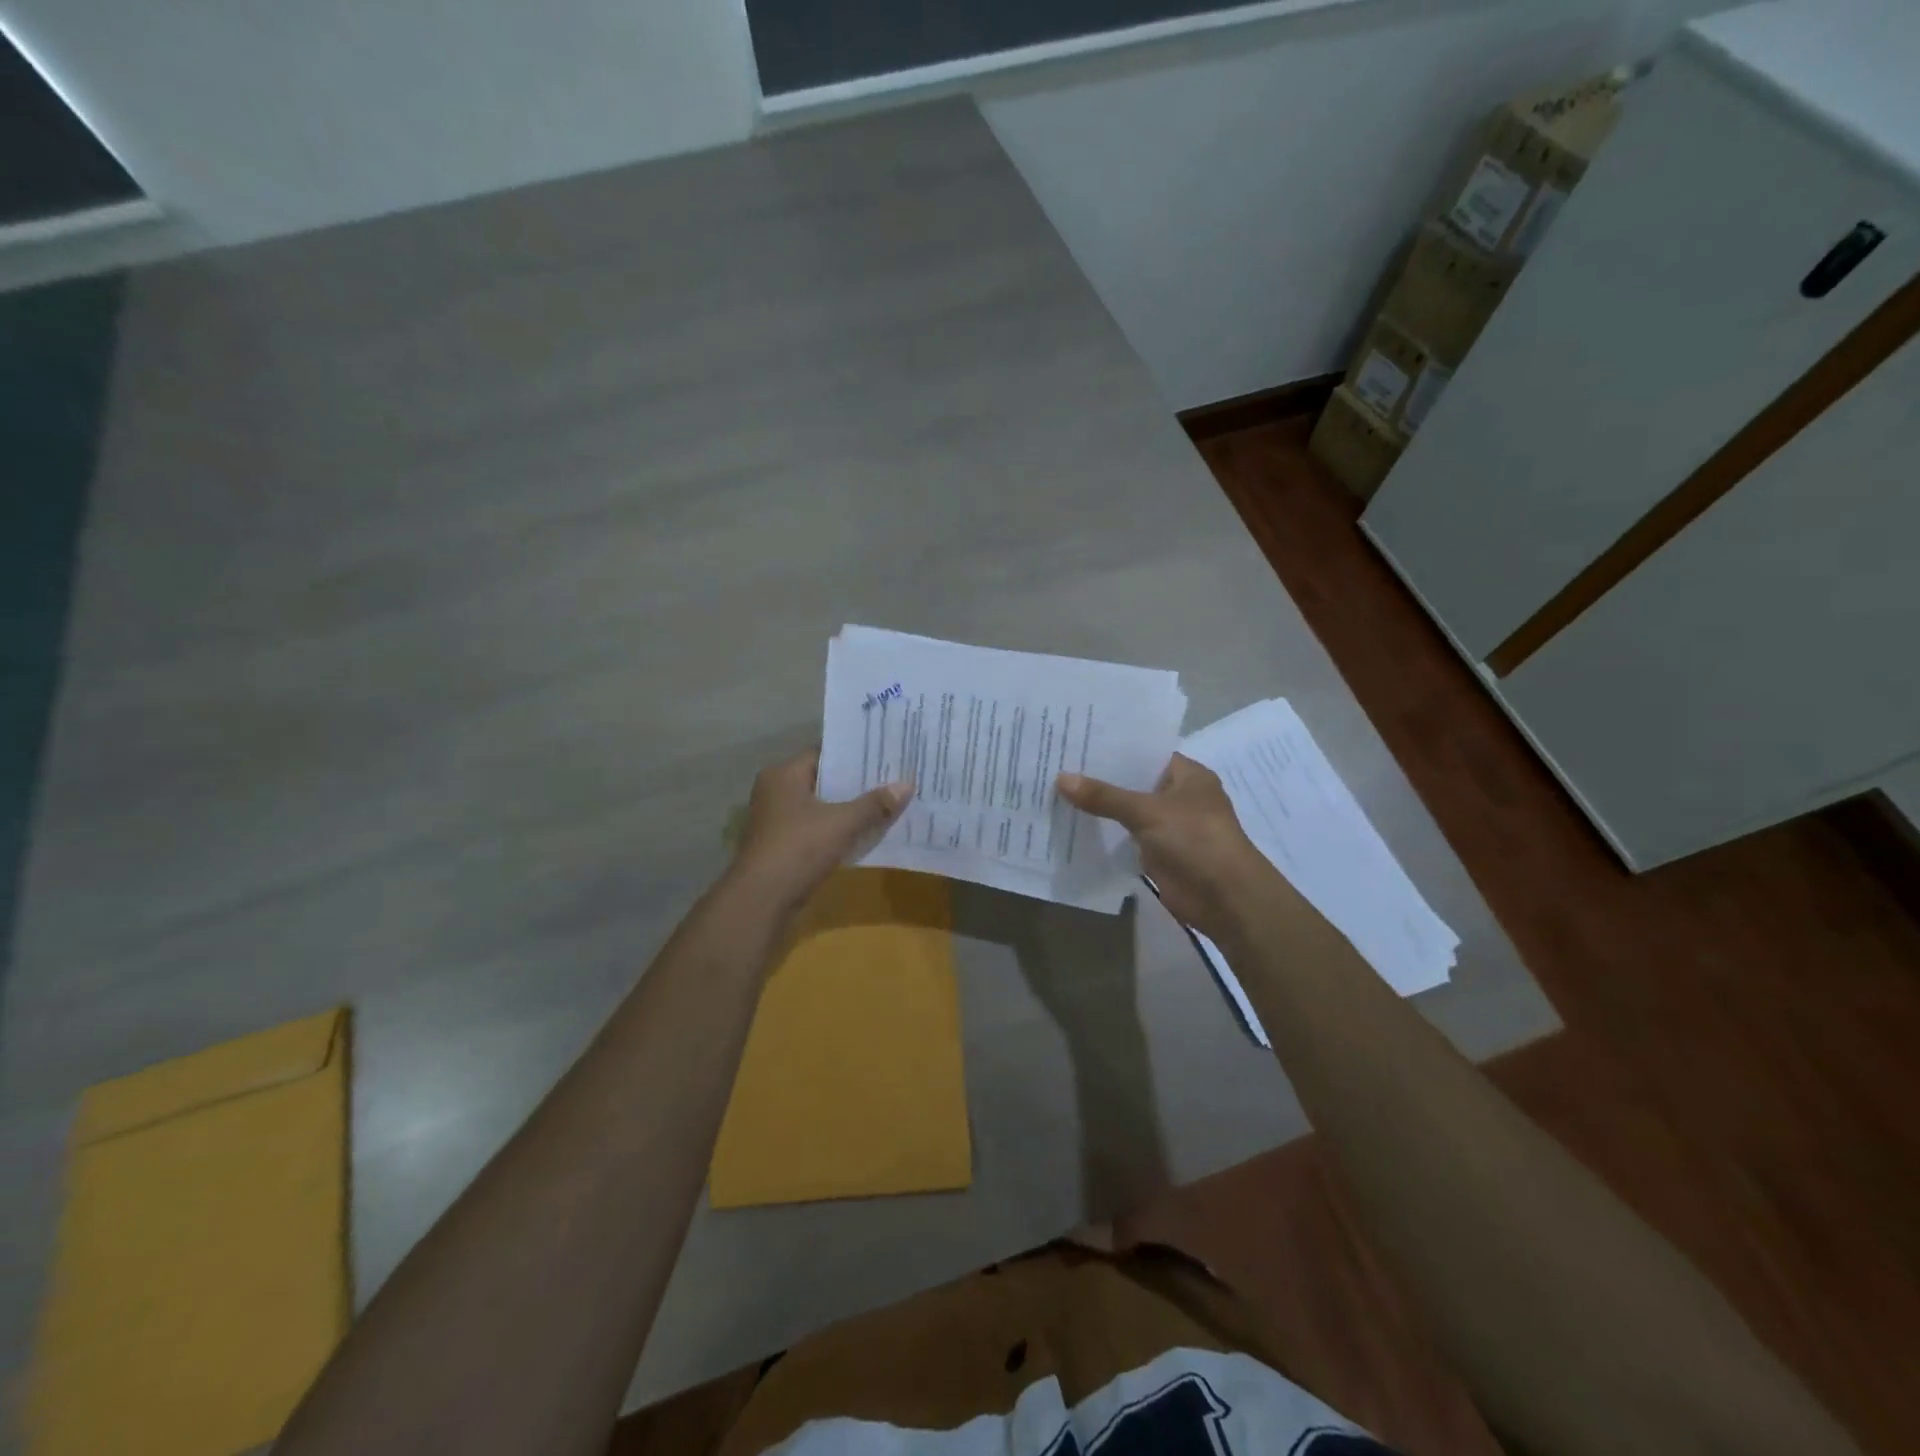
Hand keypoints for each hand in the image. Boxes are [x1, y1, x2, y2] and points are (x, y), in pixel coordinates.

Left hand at [729, 749, 912, 913]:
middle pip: (823, 780)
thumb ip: (875, 804)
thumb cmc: (799, 848)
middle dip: (856, 783)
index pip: (824, 753)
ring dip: (848, 808)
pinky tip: (866, 832)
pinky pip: (817, 828)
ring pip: (821, 807)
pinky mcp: (782, 846)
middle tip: (893, 778)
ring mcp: (777, 821)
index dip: (855, 755)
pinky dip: (838, 829)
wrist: (763, 900)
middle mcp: (776, 792)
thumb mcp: (843, 823)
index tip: (885, 755)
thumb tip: (907, 784)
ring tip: (887, 803)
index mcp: (783, 775)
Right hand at [1057, 754, 1270, 941]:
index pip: (1146, 753)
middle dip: (1101, 777)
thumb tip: (1060, 778)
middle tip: (1057, 763)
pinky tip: (1072, 824)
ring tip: (1056, 790)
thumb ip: (1104, 796)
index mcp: (1188, 775)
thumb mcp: (1147, 811)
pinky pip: (1127, 837)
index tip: (1077, 740)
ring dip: (1100, 807)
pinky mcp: (1159, 853)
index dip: (1114, 748)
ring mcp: (1169, 826)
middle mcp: (1179, 796)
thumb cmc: (1196, 840)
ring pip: (1128, 810)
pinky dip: (1106, 833)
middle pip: (1134, 781)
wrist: (1226, 899)